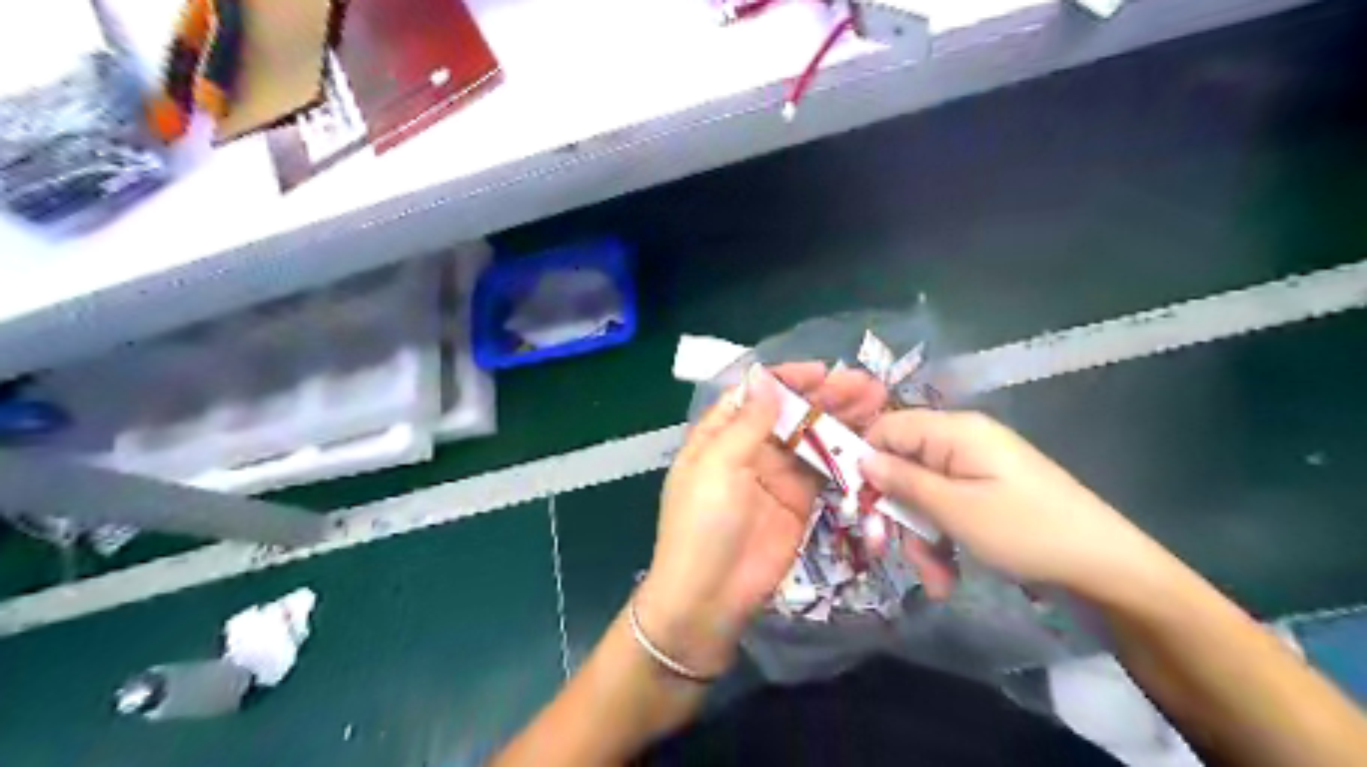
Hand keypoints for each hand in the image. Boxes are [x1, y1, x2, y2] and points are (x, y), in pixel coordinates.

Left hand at [638, 363, 885, 673]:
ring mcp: (777, 475)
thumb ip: (747, 423)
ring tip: (878, 402)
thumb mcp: (718, 467)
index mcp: (721, 434)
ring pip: (812, 438)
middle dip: (826, 396)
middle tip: (867, 385)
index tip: (822, 371)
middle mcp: (750, 449)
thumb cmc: (703, 524)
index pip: (756, 394)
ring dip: (842, 420)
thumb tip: (766, 378)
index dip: (788, 379)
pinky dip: (846, 454)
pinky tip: (871, 439)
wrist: (710, 597)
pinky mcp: (800, 502)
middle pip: (791, 413)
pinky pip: (825, 470)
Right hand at [858, 412, 1155, 599]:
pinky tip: (948, 577)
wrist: (1108, 568)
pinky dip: (942, 541)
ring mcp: (976, 469)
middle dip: (897, 514)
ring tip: (935, 580)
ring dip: (920, 538)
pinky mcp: (987, 494)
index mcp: (954, 431)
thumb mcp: (955, 510)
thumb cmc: (1026, 532)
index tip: (856, 502)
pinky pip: (947, 509)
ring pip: (923, 496)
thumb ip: (903, 482)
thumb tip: (862, 460)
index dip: (865, 461)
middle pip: (903, 467)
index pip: (888, 428)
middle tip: (888, 552)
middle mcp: (962, 442)